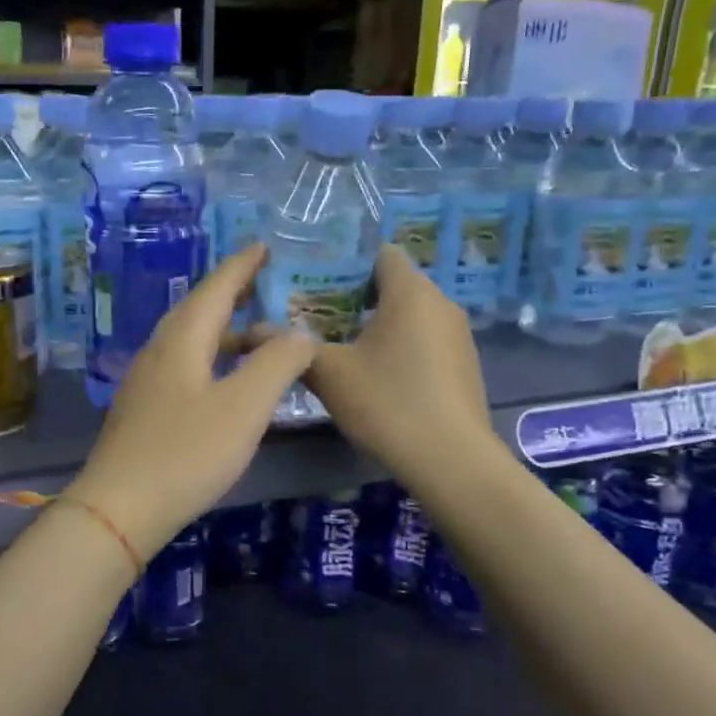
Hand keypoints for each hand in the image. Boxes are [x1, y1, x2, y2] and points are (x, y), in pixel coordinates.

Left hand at [66, 245, 315, 559]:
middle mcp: (160, 350)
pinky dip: (213, 359)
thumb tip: (299, 334)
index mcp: (183, 339)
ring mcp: (147, 381)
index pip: (216, 288)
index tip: (263, 246)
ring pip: (191, 340)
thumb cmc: (186, 452)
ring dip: (225, 330)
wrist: (119, 508)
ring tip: (258, 334)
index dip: (242, 266)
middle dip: (232, 293)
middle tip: (264, 282)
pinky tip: (227, 381)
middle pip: (199, 310)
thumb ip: (277, 364)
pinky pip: (185, 366)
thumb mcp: (244, 406)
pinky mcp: (144, 410)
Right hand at [306, 244, 493, 487]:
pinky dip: (402, 348)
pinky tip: (380, 379)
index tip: (316, 288)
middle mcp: (441, 303)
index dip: (348, 265)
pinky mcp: (465, 365)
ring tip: (344, 351)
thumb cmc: (387, 402)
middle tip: (319, 321)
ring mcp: (458, 335)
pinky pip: (426, 341)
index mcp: (411, 291)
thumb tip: (251, 331)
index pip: (381, 253)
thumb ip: (292, 347)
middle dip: (357, 298)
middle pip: (395, 284)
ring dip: (379, 326)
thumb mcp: (329, 373)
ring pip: (411, 315)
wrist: (451, 461)